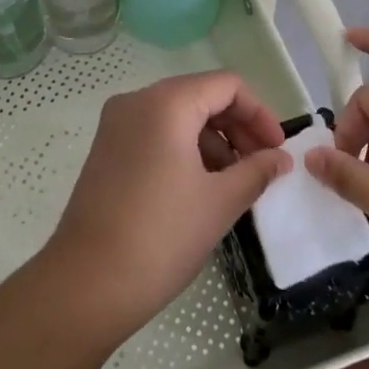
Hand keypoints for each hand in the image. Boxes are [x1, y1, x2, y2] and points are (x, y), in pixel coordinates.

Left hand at [47, 72, 291, 332]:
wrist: (87, 283)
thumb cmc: (162, 236)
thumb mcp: (220, 202)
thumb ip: (256, 170)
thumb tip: (281, 158)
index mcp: (166, 103)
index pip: (226, 85)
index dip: (259, 113)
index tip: (278, 150)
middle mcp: (137, 101)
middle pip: (201, 95)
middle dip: (237, 127)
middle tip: (263, 166)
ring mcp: (117, 124)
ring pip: (178, 115)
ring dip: (213, 140)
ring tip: (235, 182)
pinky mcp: (107, 149)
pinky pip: (156, 133)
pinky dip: (184, 149)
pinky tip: (201, 186)